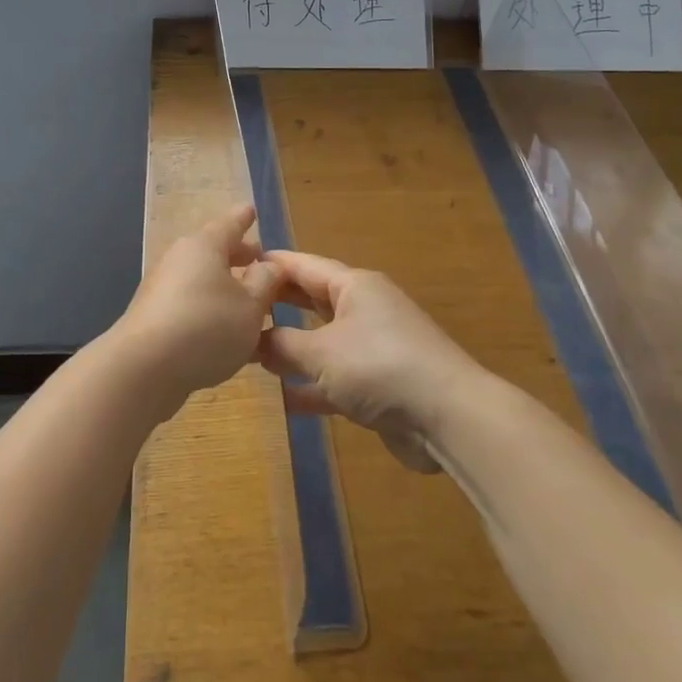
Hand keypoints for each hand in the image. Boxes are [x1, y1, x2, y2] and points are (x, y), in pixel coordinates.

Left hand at [116, 204, 283, 403]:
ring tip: (248, 299)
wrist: (142, 369)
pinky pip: (190, 303)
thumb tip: (269, 265)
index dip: (244, 219)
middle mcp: (180, 259)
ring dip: (224, 286)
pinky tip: (224, 330)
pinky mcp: (153, 317)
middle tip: (258, 258)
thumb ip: (265, 282)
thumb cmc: (206, 327)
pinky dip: (209, 308)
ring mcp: (162, 288)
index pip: (230, 224)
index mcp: (205, 246)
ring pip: (201, 278)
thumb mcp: (251, 306)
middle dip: (237, 255)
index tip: (251, 210)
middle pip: (213, 250)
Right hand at [255, 251, 482, 473]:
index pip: (304, 265)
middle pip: (312, 300)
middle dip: (277, 305)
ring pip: (322, 341)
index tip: (234, 266)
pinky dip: (311, 386)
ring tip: (250, 352)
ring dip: (291, 349)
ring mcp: (373, 348)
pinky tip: (282, 399)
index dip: (270, 265)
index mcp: (354, 287)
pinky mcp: (379, 384)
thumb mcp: (321, 352)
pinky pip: (335, 378)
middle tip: (237, 309)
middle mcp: (364, 309)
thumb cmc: (379, 366)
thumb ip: (282, 344)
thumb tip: (255, 339)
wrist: (447, 417)